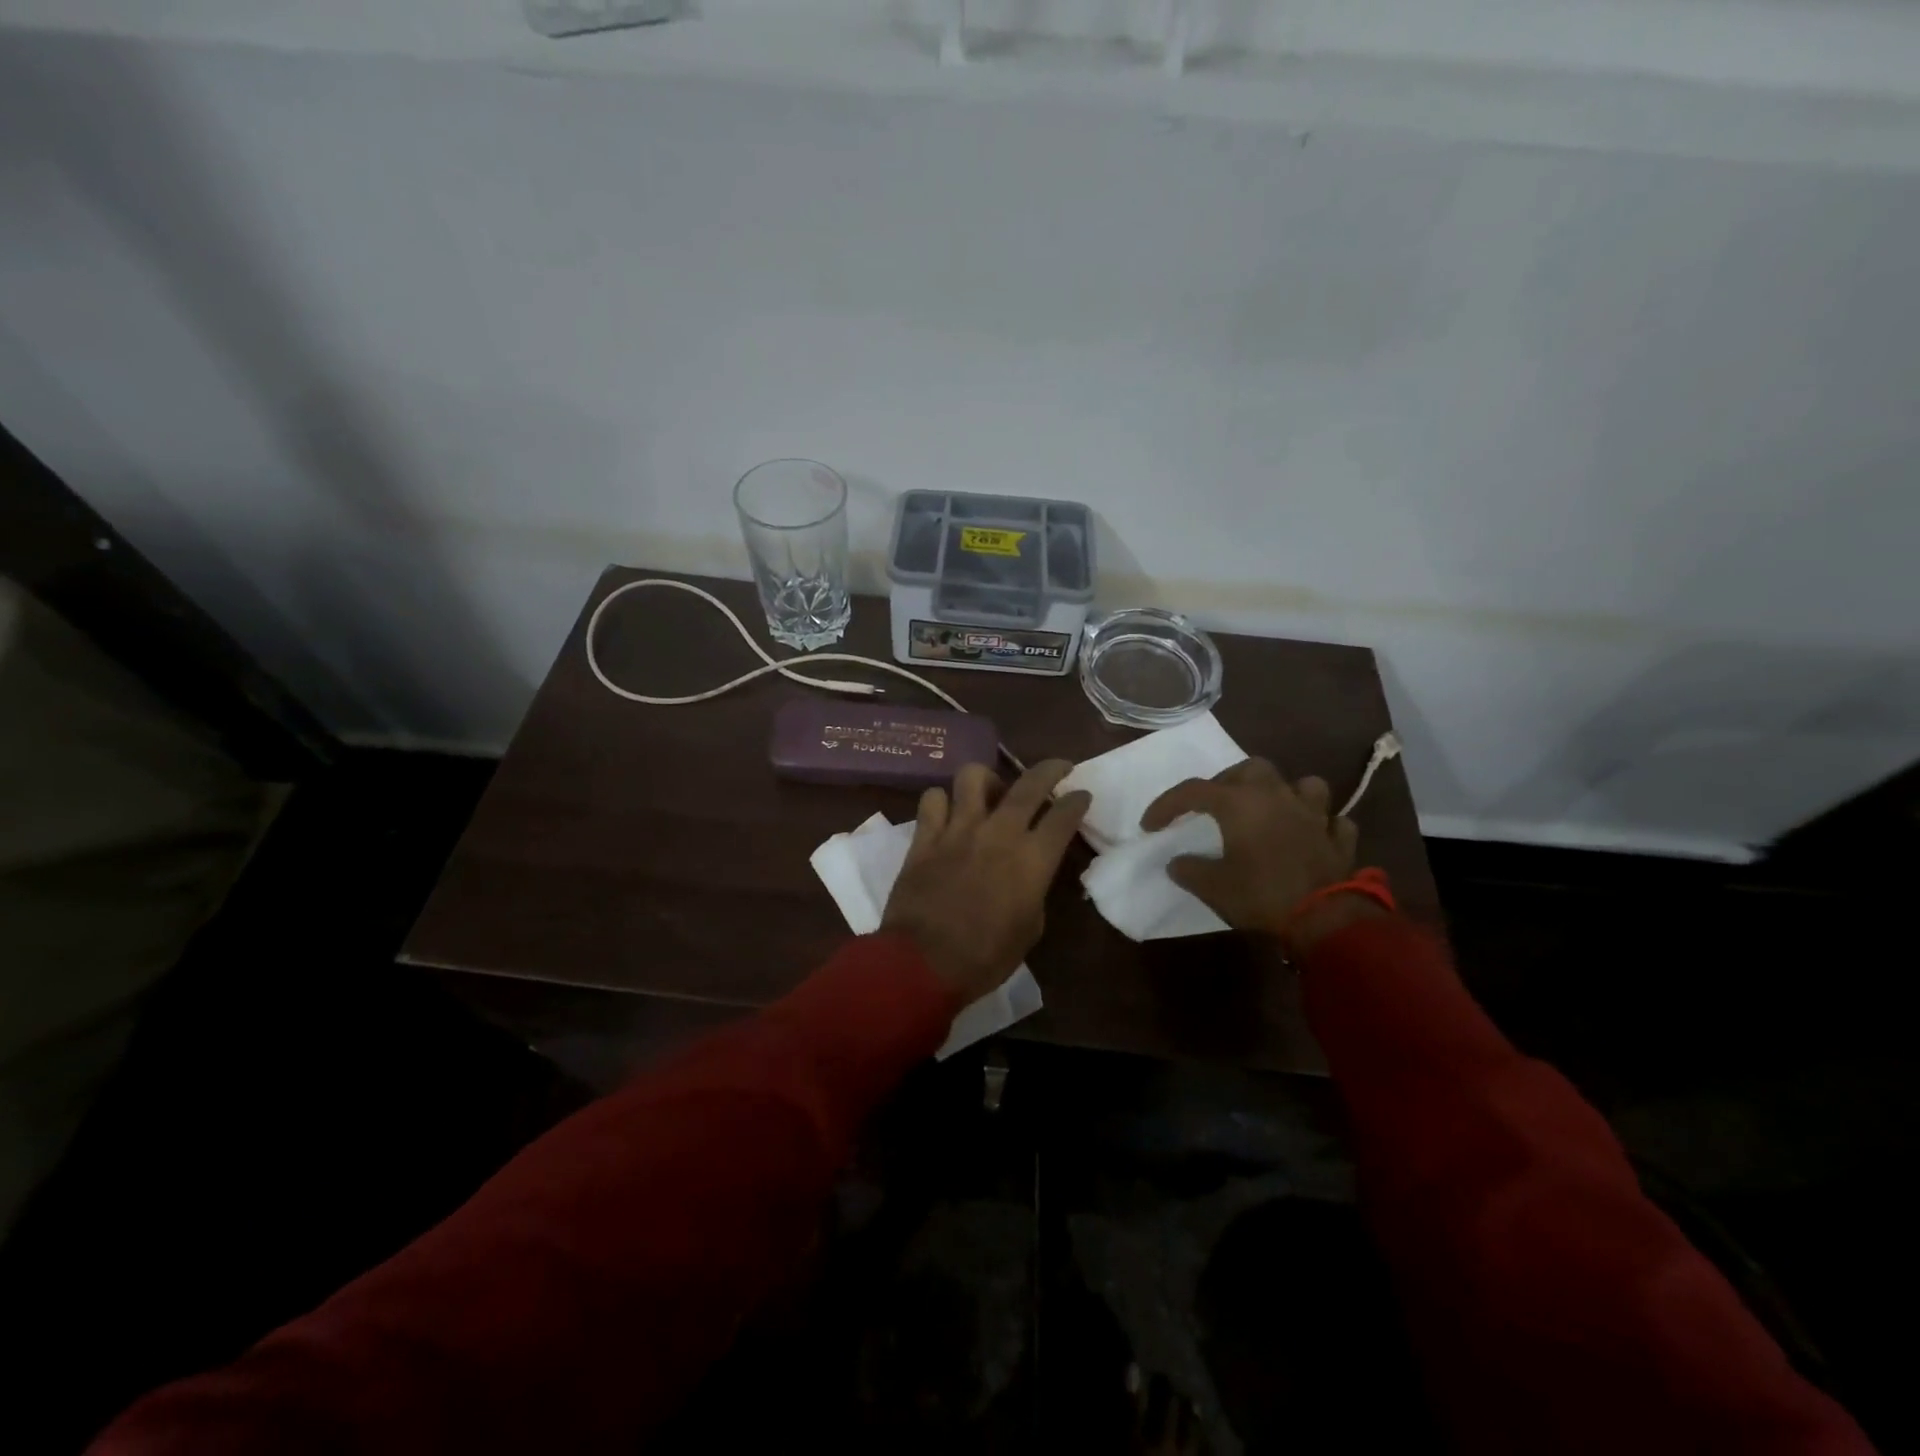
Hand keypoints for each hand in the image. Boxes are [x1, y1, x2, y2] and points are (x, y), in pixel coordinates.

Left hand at [882, 759, 1090, 1004]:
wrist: (922, 964)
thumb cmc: (984, 958)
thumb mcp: (1029, 929)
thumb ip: (1033, 891)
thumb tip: (1028, 875)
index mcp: (1032, 860)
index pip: (1064, 815)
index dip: (1077, 801)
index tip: (1081, 795)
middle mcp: (999, 833)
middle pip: (1030, 783)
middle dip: (1050, 769)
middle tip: (1058, 768)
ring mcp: (958, 830)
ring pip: (973, 776)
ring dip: (988, 779)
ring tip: (990, 792)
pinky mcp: (925, 837)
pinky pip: (933, 800)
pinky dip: (942, 801)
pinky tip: (946, 814)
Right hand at [1140, 758, 1373, 950]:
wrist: (1324, 918)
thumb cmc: (1261, 895)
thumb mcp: (1212, 887)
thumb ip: (1189, 870)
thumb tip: (1176, 863)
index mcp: (1240, 803)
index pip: (1193, 791)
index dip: (1167, 805)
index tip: (1150, 826)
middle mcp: (1276, 796)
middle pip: (1250, 769)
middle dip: (1229, 782)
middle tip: (1215, 806)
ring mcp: (1313, 814)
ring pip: (1302, 785)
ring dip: (1285, 793)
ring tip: (1271, 811)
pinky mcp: (1338, 838)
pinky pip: (1331, 820)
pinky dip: (1320, 824)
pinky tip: (1310, 836)